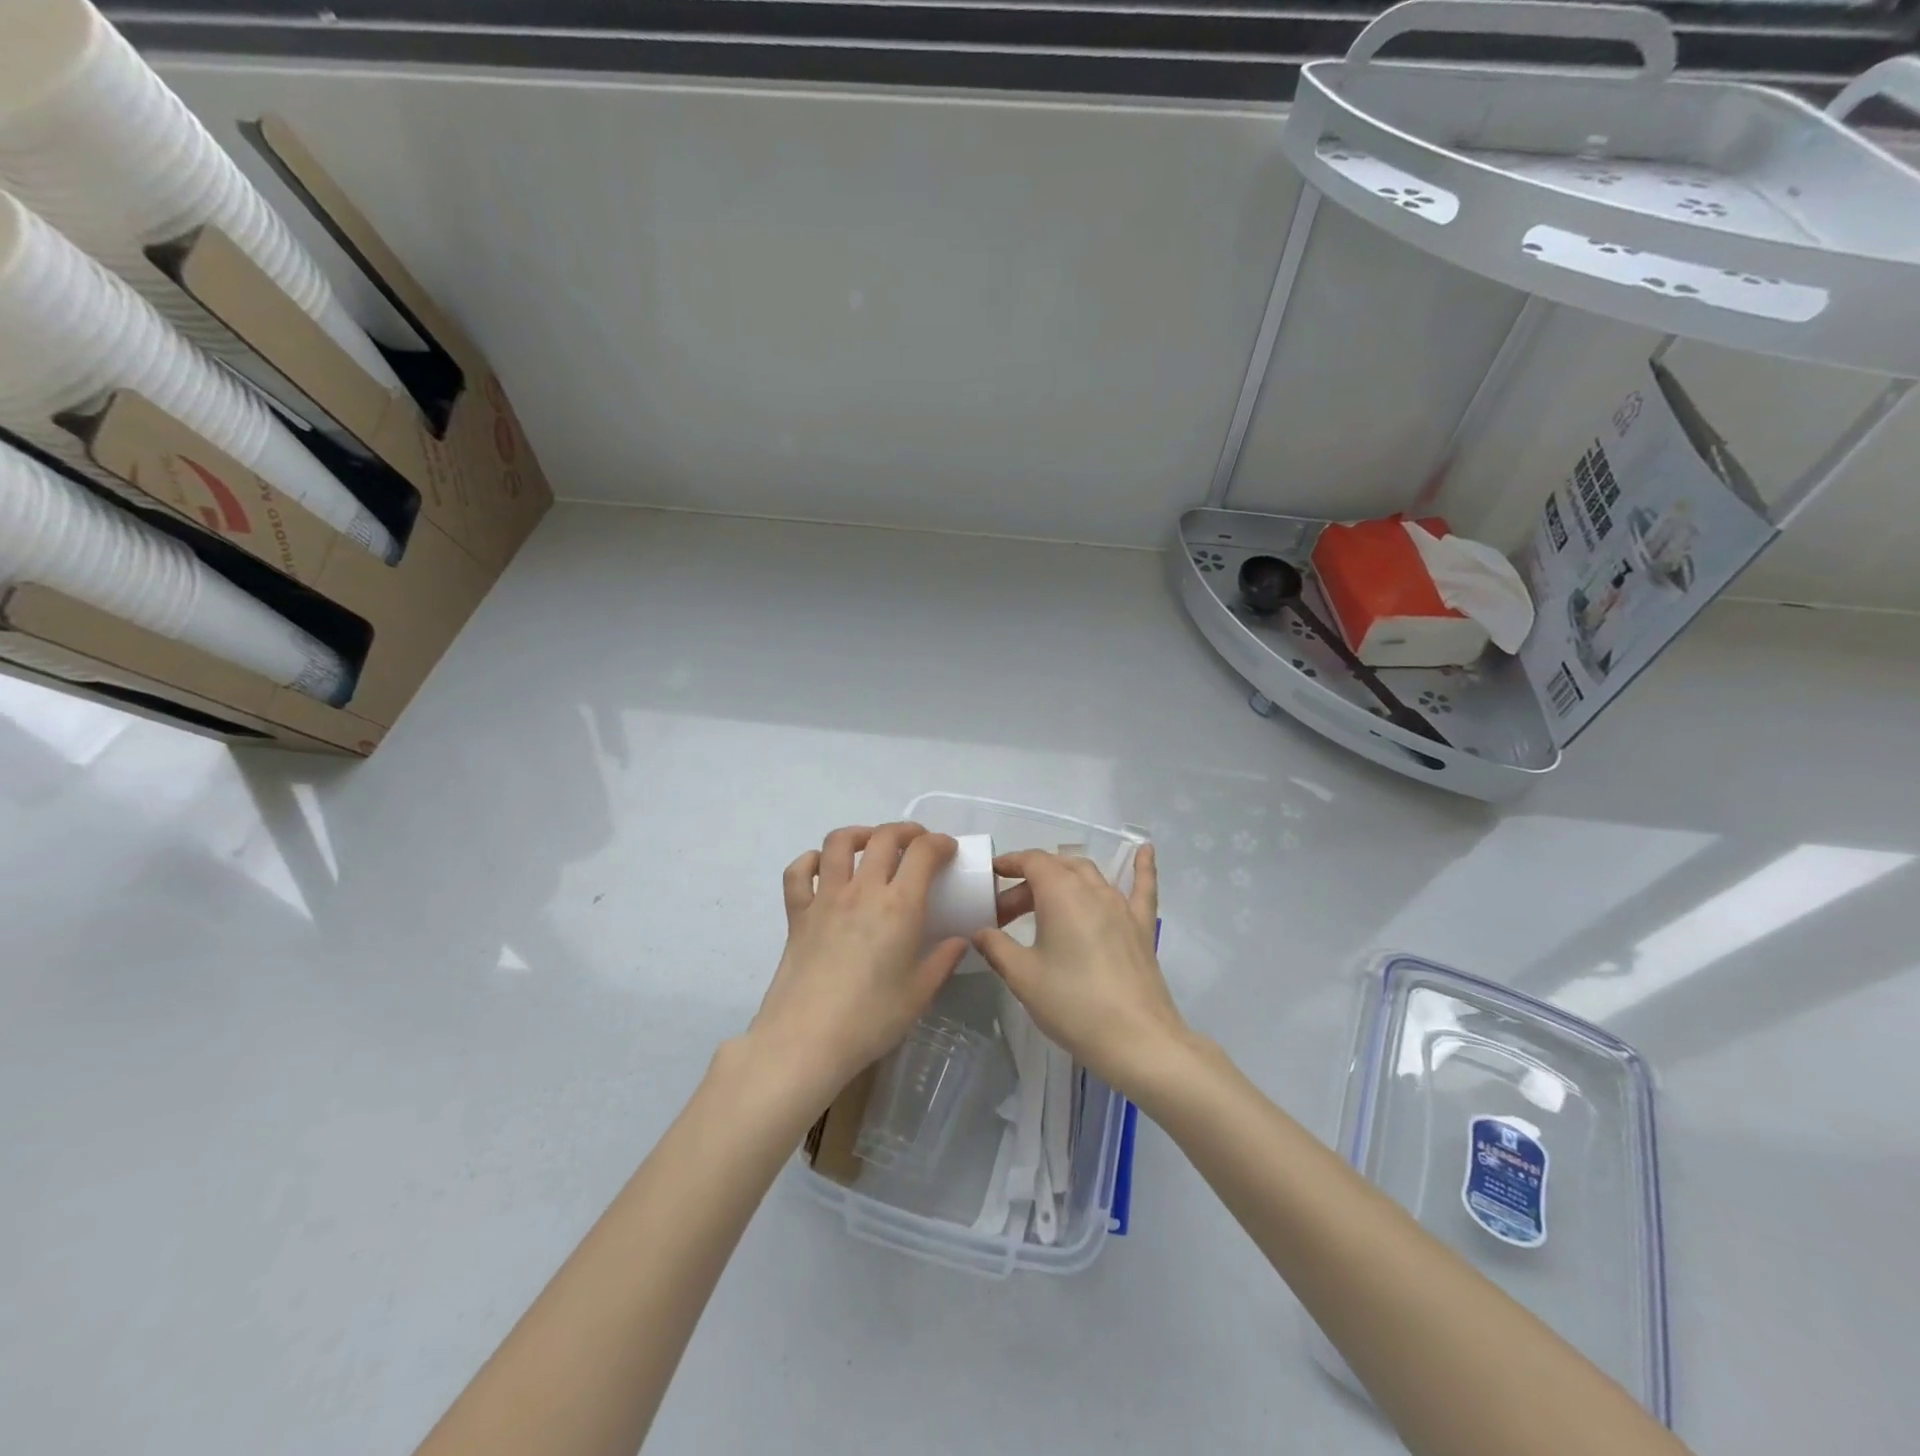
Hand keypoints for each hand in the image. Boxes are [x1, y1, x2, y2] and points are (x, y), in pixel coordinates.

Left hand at [750, 823, 969, 1104]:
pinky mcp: (797, 913)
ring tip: (872, 844)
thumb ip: (942, 961)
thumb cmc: (871, 1020)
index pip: (923, 852)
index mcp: (899, 906)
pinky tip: (822, 868)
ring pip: (839, 842)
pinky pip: (798, 872)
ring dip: (861, 834)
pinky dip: (811, 861)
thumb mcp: (919, 994)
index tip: (949, 850)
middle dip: (906, 832)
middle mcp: (863, 890)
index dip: (940, 843)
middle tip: (917, 844)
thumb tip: (959, 941)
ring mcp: (825, 898)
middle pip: (884, 837)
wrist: (806, 1040)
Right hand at [972, 844, 1183, 1096]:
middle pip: (1057, 868)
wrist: (1136, 1040)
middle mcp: (1093, 889)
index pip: (1032, 861)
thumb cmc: (1072, 1004)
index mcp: (1061, 893)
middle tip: (1006, 914)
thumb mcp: (1022, 977)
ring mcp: (1122, 905)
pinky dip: (1141, 867)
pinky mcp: (1142, 926)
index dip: (1009, 863)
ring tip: (1043, 900)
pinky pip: (1142, 887)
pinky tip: (1145, 849)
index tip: (990, 876)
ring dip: (1063, 879)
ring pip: (1089, 875)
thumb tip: (980, 932)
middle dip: (1029, 882)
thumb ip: (996, 947)